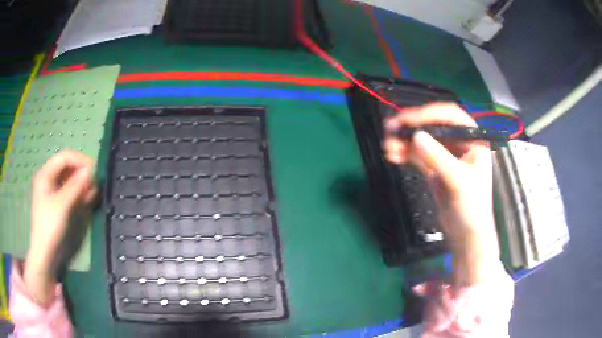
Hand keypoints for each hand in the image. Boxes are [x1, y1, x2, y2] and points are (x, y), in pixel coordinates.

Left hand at [25, 150, 97, 304]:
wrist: (46, 253)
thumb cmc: (50, 226)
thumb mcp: (62, 205)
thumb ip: (76, 186)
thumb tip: (91, 170)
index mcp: (46, 174)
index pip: (65, 157)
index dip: (80, 160)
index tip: (94, 171)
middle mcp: (50, 179)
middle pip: (68, 167)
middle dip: (82, 172)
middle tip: (95, 183)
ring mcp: (54, 192)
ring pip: (71, 179)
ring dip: (83, 183)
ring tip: (94, 192)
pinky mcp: (59, 204)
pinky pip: (71, 192)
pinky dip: (81, 193)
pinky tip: (89, 197)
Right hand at [384, 103, 500, 284]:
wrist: (466, 236)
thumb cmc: (472, 208)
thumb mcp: (458, 181)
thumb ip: (438, 158)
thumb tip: (416, 137)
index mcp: (472, 140)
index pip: (450, 116)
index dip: (428, 114)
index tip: (408, 120)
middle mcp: (459, 143)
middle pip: (433, 126)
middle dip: (412, 127)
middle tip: (391, 128)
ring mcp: (446, 156)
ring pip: (423, 140)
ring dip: (405, 141)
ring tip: (388, 145)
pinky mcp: (435, 169)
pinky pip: (418, 155)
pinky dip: (406, 153)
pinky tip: (394, 154)